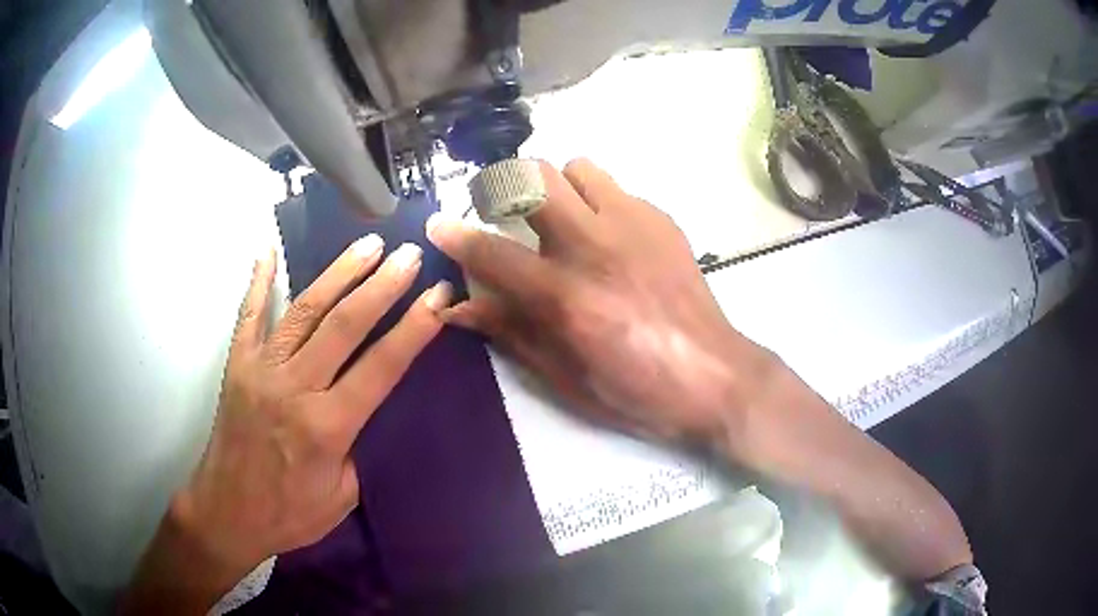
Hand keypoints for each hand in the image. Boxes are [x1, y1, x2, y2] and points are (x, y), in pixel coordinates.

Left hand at [171, 239, 450, 581]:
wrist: (227, 513)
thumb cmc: (290, 514)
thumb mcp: (343, 496)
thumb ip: (355, 445)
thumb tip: (358, 404)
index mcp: (327, 427)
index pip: (380, 366)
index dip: (414, 327)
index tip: (439, 294)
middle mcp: (294, 388)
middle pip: (344, 325)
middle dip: (382, 285)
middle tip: (409, 254)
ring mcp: (260, 370)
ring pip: (304, 310)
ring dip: (338, 273)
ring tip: (367, 244)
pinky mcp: (237, 365)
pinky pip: (248, 315)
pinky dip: (259, 281)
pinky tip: (268, 250)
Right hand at [427, 159, 772, 445]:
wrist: (714, 376)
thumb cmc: (635, 390)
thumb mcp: (564, 376)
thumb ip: (509, 332)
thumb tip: (456, 308)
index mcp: (564, 295)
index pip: (491, 252)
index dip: (455, 236)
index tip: (438, 225)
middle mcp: (594, 246)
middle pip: (533, 177)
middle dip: (504, 186)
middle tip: (502, 210)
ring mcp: (633, 225)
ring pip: (577, 168)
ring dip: (557, 186)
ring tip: (560, 217)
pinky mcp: (662, 221)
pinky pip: (617, 189)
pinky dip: (598, 202)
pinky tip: (608, 236)